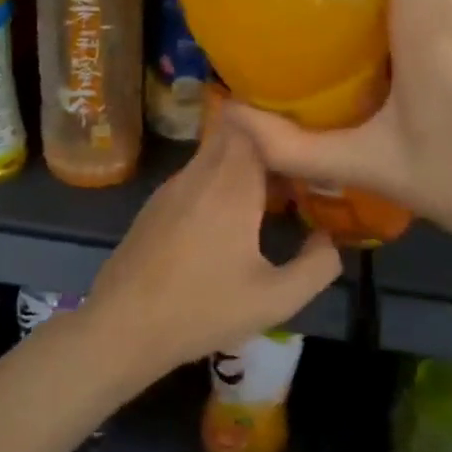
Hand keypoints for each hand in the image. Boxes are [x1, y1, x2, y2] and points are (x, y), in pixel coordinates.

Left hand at [81, 112, 341, 385]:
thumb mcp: (275, 300)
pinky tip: (229, 220)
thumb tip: (328, 237)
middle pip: (234, 134)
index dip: (282, 128)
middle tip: (297, 171)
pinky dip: (218, 182)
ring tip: (271, 197)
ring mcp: (170, 187)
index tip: (307, 146)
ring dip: (242, 166)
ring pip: (212, 155)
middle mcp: (198, 174)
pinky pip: (195, 176)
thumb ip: (317, 266)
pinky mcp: (154, 205)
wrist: (122, 327)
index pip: (254, 124)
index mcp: (230, 185)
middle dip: (266, 145)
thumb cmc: (202, 310)